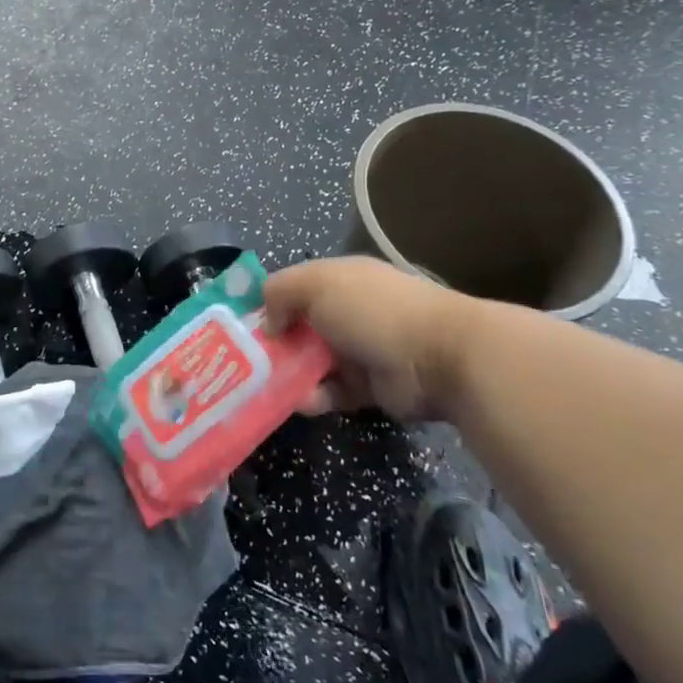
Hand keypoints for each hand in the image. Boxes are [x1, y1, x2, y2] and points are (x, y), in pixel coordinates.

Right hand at [262, 258, 472, 422]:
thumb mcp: (316, 283)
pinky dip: (315, 398)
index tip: (242, 326)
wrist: (440, 357)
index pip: (294, 289)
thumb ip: (279, 292)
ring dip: (290, 375)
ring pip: (311, 363)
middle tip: (245, 363)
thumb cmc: (372, 310)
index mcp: (338, 280)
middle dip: (273, 345)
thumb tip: (268, 323)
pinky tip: (303, 402)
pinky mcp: (368, 387)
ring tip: (268, 387)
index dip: (268, 305)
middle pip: (299, 328)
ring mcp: (359, 350)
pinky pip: (331, 392)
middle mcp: (348, 312)